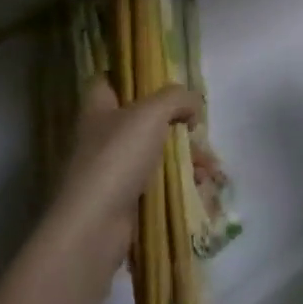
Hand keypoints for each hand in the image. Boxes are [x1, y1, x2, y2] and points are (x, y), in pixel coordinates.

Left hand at [46, 78, 200, 281]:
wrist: (93, 228)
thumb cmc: (117, 159)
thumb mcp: (150, 114)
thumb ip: (176, 98)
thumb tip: (193, 105)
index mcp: (98, 108)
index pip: (109, 80)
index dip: (133, 76)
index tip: (163, 81)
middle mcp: (101, 136)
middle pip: (140, 118)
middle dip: (174, 122)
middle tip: (197, 128)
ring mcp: (111, 170)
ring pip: (153, 152)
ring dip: (184, 156)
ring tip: (209, 166)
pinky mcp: (123, 200)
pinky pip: (156, 183)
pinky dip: (178, 182)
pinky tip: (200, 186)